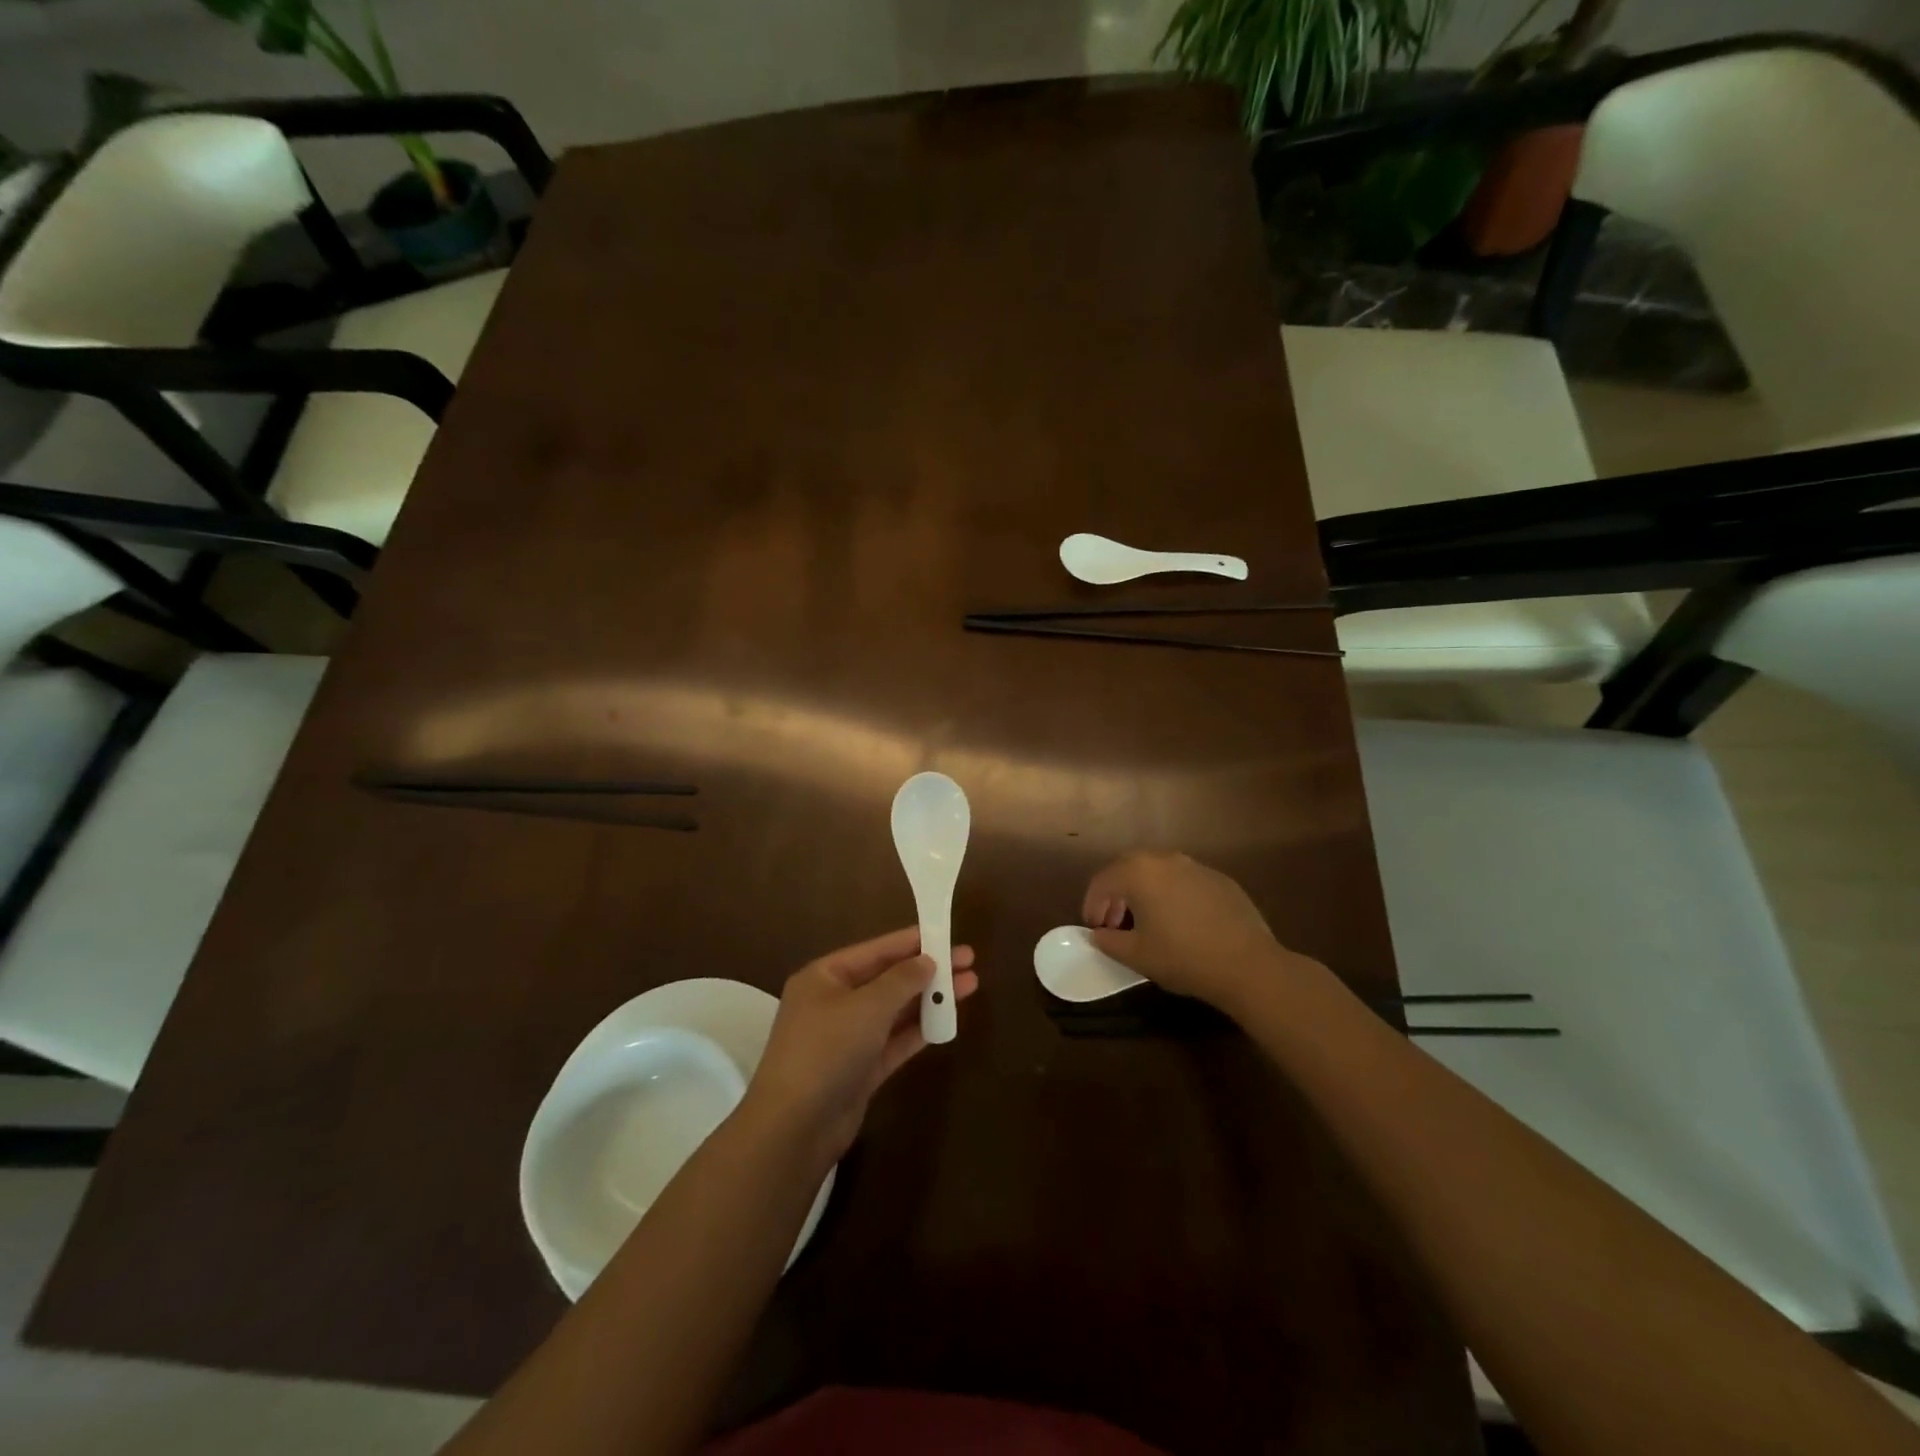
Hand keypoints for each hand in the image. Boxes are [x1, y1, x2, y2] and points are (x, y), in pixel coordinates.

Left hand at [741, 928, 977, 1165]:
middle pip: (887, 979)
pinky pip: (894, 1041)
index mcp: (824, 977)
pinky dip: (919, 1031)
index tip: (946, 933)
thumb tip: (927, 961)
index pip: (875, 950)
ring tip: (969, 986)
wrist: (795, 1128)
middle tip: (968, 961)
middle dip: (927, 970)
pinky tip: (948, 1021)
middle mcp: (834, 1003)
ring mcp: (847, 1038)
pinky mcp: (860, 1070)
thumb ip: (901, 980)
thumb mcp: (867, 1006)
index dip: (912, 941)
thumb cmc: (826, 1050)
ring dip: (928, 999)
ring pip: (894, 1011)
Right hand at [1083, 851, 1313, 1014]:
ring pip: (1158, 872)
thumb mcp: (1136, 955)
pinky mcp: (1219, 879)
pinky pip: (1184, 880)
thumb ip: (1109, 941)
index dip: (1092, 905)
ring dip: (1144, 891)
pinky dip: (1171, 894)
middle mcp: (1165, 859)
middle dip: (1116, 893)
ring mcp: (1195, 866)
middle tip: (1115, 922)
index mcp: (1138, 872)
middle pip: (1128, 869)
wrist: (1248, 964)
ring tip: (1146, 921)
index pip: (1102, 881)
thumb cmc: (1183, 957)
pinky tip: (1180, 922)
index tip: (1094, 928)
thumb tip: (1099, 934)